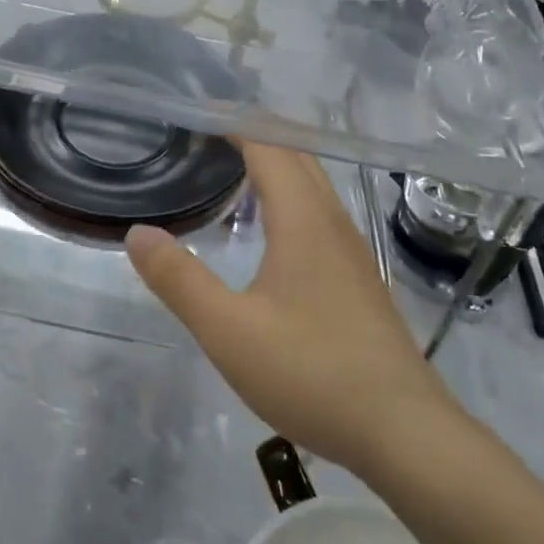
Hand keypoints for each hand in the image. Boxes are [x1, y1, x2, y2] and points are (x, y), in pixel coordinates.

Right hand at [125, 142, 461, 476]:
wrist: (405, 432)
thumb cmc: (313, 373)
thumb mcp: (229, 331)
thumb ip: (180, 280)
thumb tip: (138, 233)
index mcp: (303, 219)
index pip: (268, 145)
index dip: (234, 121)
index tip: (197, 111)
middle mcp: (331, 220)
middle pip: (294, 155)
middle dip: (253, 133)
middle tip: (205, 131)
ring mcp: (350, 248)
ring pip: (312, 182)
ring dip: (274, 162)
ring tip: (230, 166)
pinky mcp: (357, 275)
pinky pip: (318, 210)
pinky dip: (288, 193)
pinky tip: (269, 227)